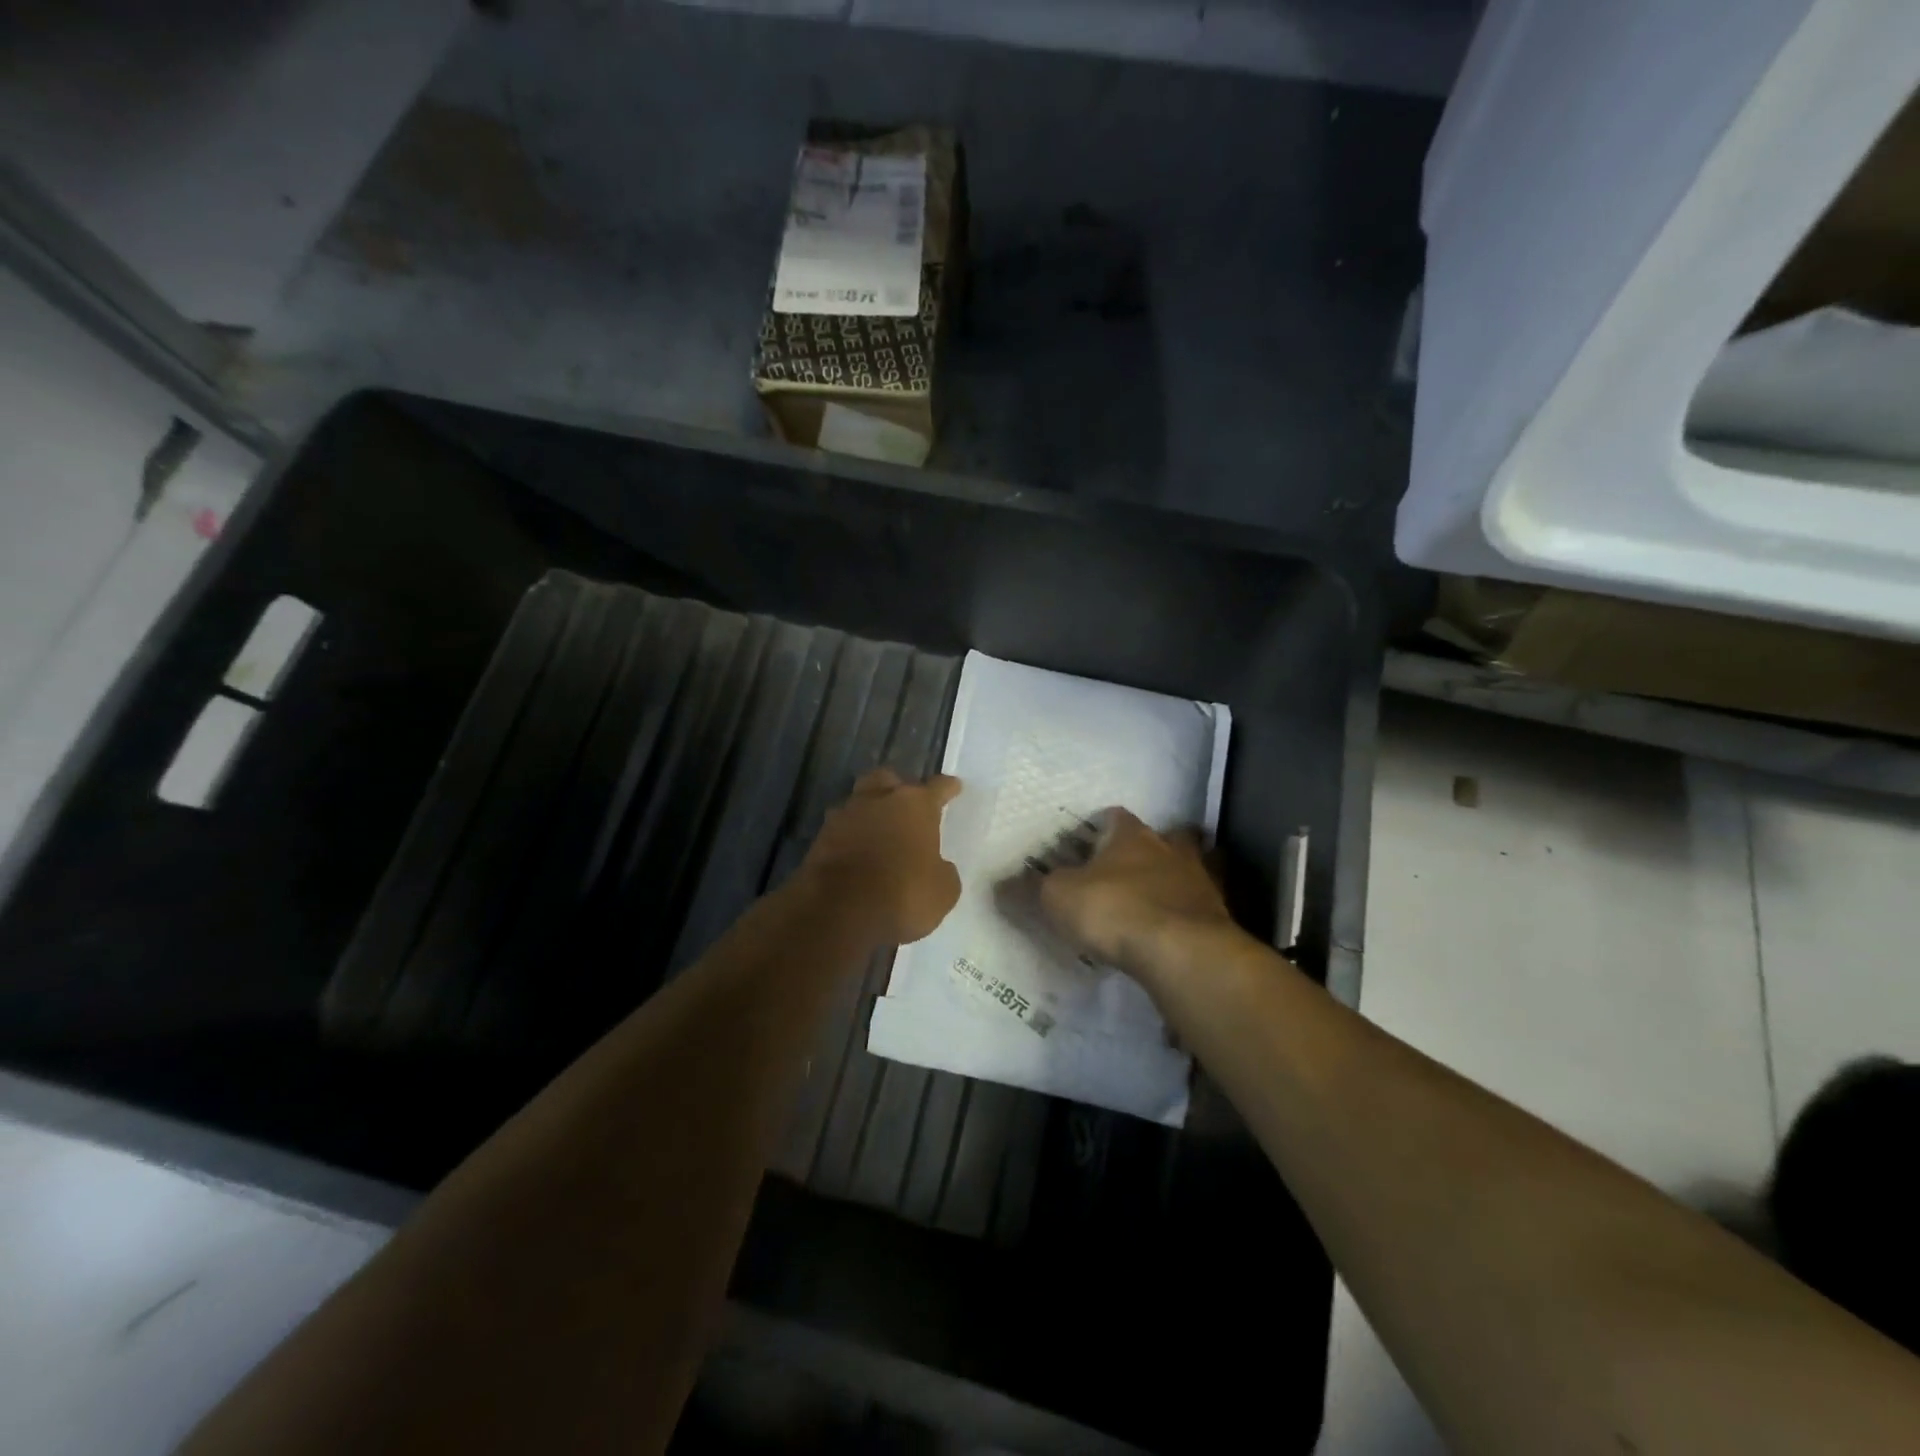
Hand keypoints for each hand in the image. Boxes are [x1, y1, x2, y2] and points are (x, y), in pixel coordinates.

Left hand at [800, 769, 962, 947]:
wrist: (838, 912)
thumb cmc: (902, 895)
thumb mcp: (942, 891)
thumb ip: (942, 870)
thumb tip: (935, 866)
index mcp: (915, 805)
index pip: (937, 787)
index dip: (948, 788)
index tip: (954, 787)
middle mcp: (879, 800)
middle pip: (888, 779)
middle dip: (898, 788)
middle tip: (907, 804)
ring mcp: (845, 816)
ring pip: (859, 800)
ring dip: (869, 811)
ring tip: (878, 829)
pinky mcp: (819, 838)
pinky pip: (841, 828)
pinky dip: (850, 836)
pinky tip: (857, 851)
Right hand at [1037, 808, 1239, 986]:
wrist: (1182, 952)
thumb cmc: (1114, 909)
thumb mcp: (1058, 898)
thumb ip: (1029, 890)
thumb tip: (997, 885)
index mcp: (1131, 835)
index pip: (1115, 816)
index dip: (1100, 827)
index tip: (1087, 843)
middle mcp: (1169, 849)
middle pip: (1161, 837)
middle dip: (1147, 849)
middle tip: (1126, 870)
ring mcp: (1200, 882)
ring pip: (1187, 870)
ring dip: (1173, 882)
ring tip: (1153, 903)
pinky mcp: (1218, 918)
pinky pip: (1199, 909)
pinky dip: (1186, 917)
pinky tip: (1172, 934)